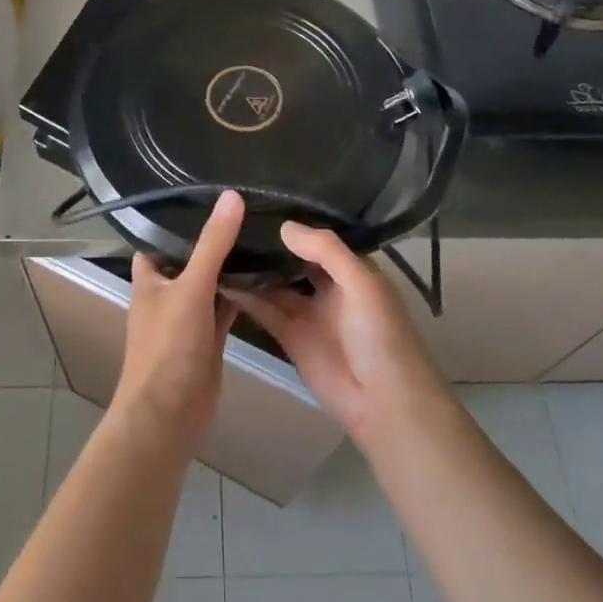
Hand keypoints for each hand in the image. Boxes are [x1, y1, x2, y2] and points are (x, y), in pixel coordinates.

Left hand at [114, 190, 245, 447]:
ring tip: (260, 232)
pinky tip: (264, 276)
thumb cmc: (168, 346)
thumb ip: (212, 244)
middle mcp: (166, 294)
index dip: (176, 219)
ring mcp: (187, 318)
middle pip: (188, 260)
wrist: (170, 413)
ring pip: (209, 284)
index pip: (158, 239)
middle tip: (245, 208)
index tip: (206, 193)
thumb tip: (232, 196)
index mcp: (149, 279)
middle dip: (210, 240)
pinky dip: (239, 296)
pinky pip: (224, 309)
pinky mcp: (208, 339)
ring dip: (228, 268)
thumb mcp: (191, 287)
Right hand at [227, 222, 452, 452]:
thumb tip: (284, 225)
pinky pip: (265, 310)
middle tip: (230, 218)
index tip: (260, 200)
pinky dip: (245, 297)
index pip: (320, 238)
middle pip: (294, 259)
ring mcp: (308, 311)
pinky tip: (220, 278)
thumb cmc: (380, 334)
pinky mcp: (290, 337)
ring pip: (276, 283)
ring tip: (219, 243)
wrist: (383, 401)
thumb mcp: (361, 283)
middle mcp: (329, 285)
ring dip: (253, 268)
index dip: (295, 222)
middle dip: (269, 243)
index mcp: (353, 268)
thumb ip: (326, 251)